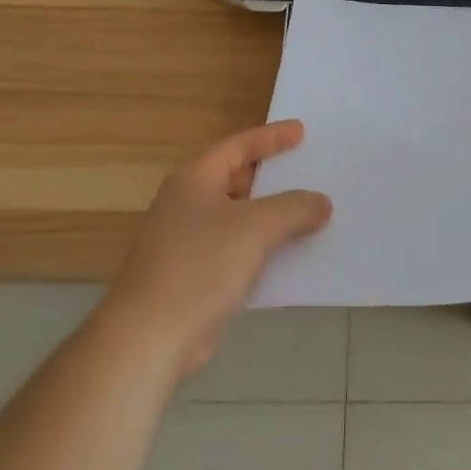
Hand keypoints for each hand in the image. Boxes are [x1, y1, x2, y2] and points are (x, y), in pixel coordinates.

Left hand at [104, 121, 331, 377]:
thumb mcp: (255, 227)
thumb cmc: (199, 265)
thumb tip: (321, 202)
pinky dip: (262, 248)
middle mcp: (188, 203)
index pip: (238, 145)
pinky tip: (291, 256)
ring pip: (239, 217)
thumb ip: (293, 208)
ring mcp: (187, 241)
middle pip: (237, 178)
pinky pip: (237, 251)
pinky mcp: (193, 277)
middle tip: (309, 170)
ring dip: (272, 216)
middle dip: (273, 177)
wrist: (149, 338)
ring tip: (311, 212)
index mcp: (195, 178)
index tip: (302, 131)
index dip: (271, 137)